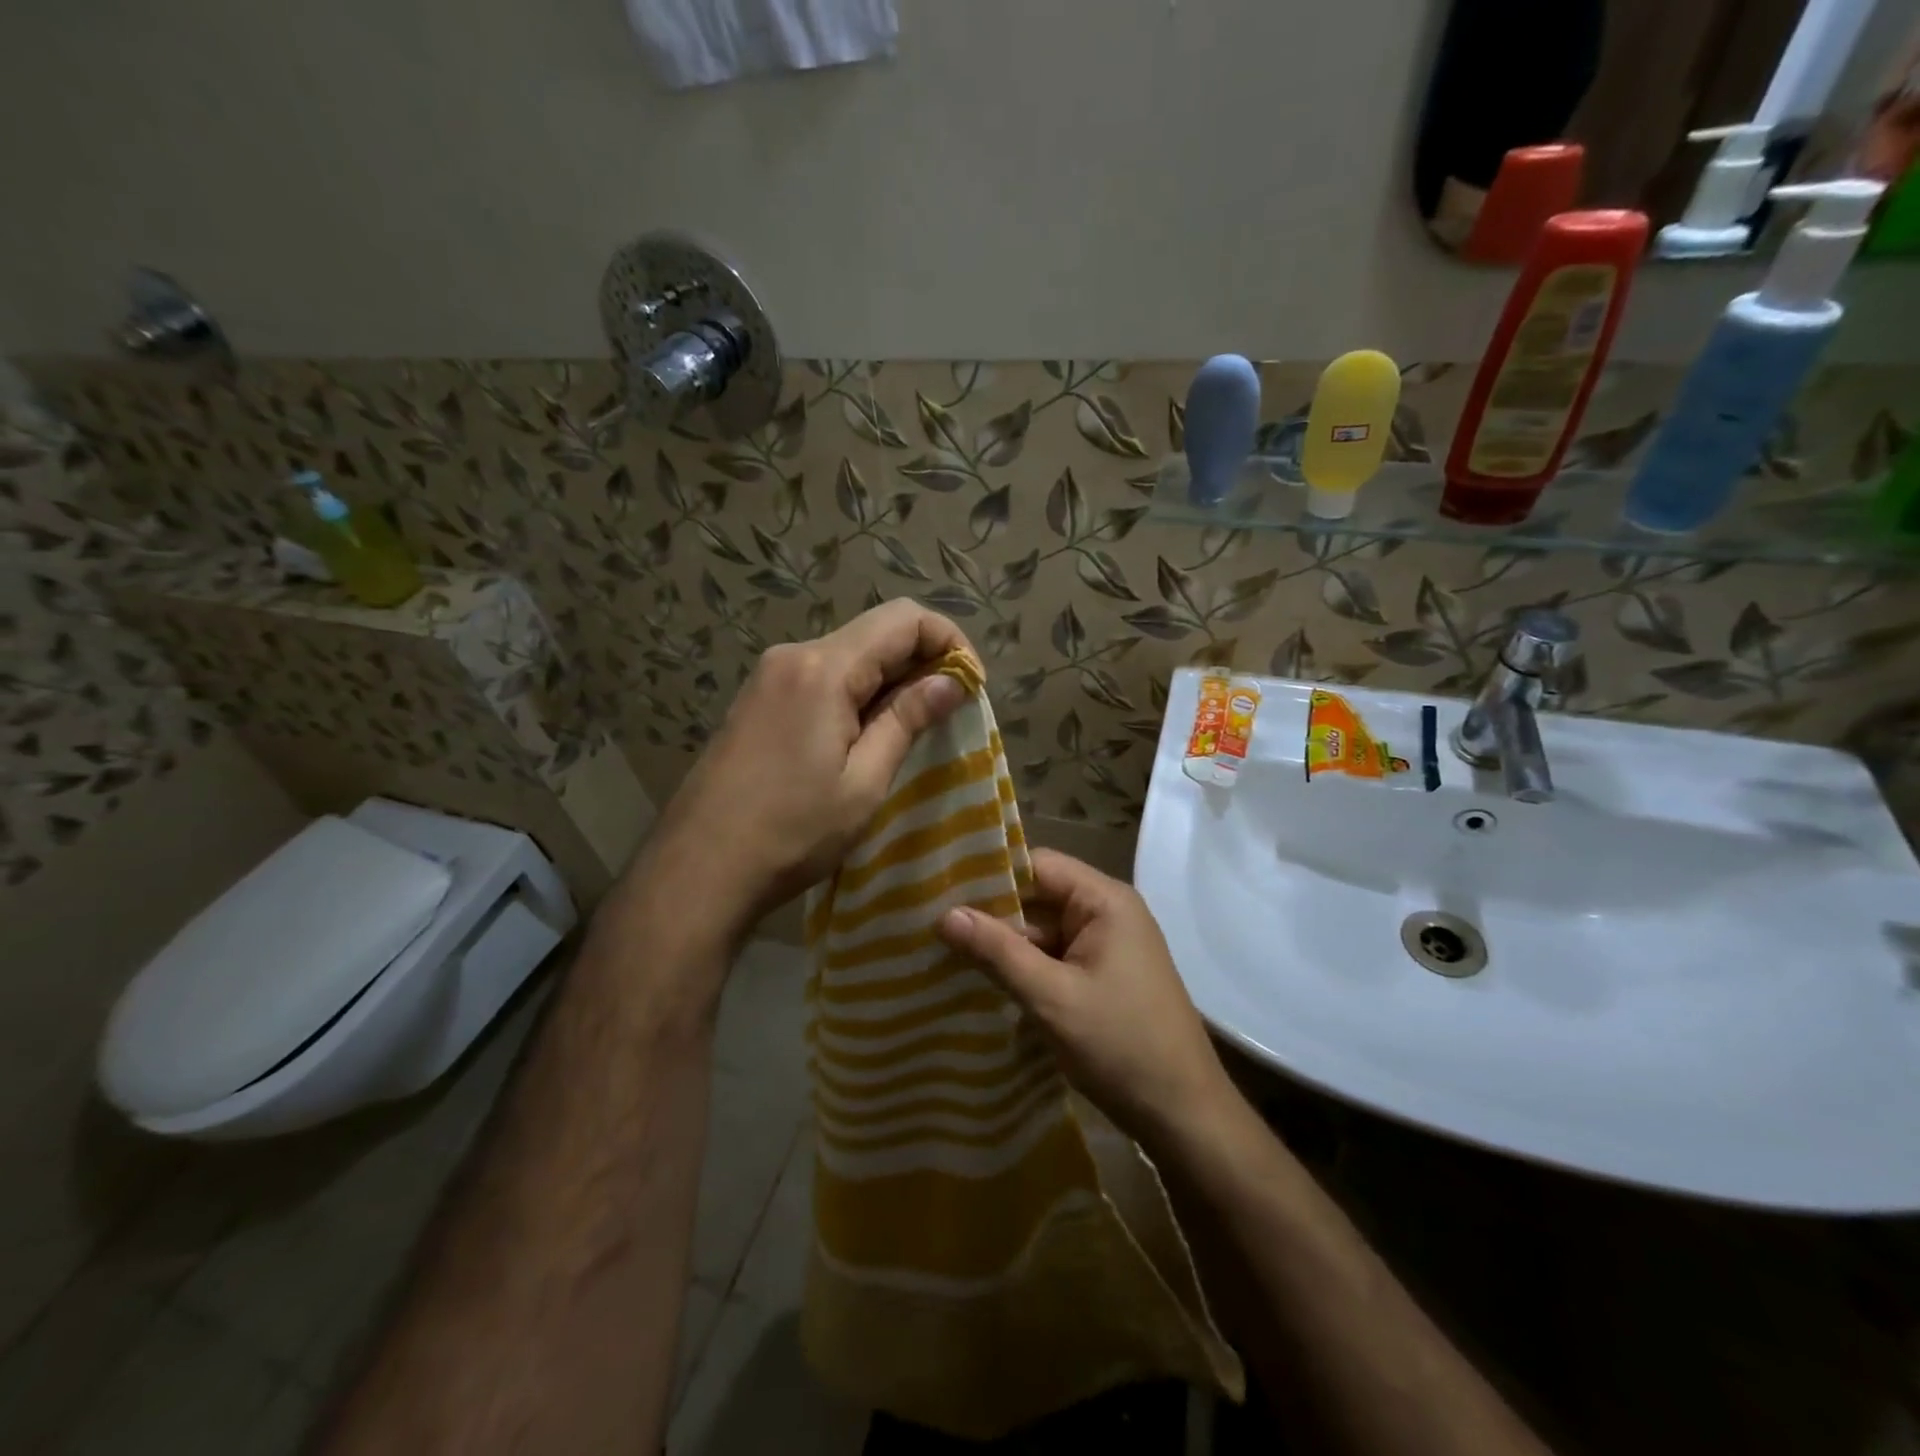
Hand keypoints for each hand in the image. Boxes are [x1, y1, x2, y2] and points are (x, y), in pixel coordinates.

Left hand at [648, 601, 971, 937]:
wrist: (698, 869)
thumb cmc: (792, 832)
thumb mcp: (863, 781)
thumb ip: (907, 720)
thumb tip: (951, 680)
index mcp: (823, 668)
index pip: (903, 619)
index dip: (949, 641)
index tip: (971, 686)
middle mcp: (793, 655)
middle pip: (875, 632)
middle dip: (922, 660)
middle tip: (949, 711)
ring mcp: (769, 676)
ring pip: (848, 654)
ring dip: (889, 679)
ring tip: (912, 728)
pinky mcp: (757, 700)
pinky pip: (821, 677)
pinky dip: (856, 692)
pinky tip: (864, 735)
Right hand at [937, 849, 1235, 1153]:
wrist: (1184, 1116)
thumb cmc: (1121, 1045)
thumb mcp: (1052, 998)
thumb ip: (998, 952)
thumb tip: (944, 914)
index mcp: (1105, 901)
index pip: (1038, 865)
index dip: (991, 874)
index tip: (942, 887)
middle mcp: (1107, 914)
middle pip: (1038, 897)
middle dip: (991, 914)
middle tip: (932, 924)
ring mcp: (1106, 948)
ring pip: (1042, 932)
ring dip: (1003, 945)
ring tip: (944, 951)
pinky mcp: (1102, 978)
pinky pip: (1054, 959)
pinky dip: (1023, 969)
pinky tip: (981, 981)